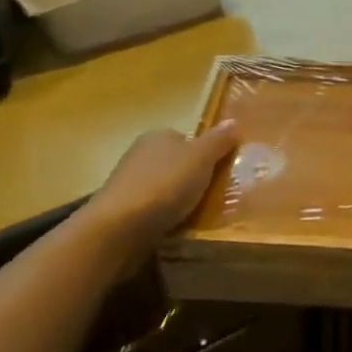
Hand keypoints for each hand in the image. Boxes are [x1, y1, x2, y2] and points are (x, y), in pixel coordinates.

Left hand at [84, 122, 241, 249]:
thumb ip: (218, 141)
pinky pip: (153, 211)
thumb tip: (233, 121)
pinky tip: (176, 230)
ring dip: (179, 200)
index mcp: (158, 136)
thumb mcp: (200, 158)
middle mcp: (140, 154)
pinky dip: (165, 218)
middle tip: (217, 196)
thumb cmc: (164, 186)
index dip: (206, 153)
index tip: (222, 172)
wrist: (118, 229)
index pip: (187, 139)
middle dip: (193, 178)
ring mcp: (128, 184)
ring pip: (164, 189)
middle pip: (176, 163)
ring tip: (200, 217)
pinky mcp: (123, 212)